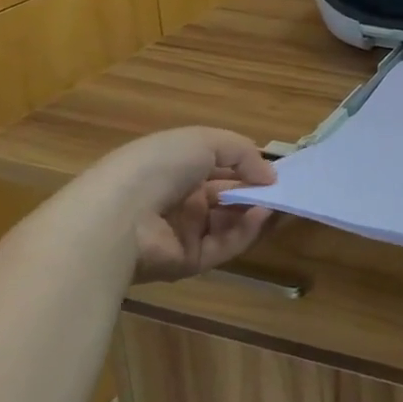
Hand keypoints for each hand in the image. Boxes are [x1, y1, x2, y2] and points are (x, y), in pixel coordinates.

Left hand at [90, 128, 277, 283]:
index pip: (218, 168)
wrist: (120, 214)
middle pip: (225, 197)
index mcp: (176, 167)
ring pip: (228, 223)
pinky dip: (245, 232)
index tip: (273, 170)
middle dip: (254, 192)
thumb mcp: (205, 141)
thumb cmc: (160, 165)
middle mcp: (178, 199)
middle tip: (282, 189)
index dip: (246, 168)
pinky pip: (223, 245)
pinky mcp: (187, 261)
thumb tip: (270, 176)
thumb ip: (243, 153)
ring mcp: (182, 232)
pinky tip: (261, 216)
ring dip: (254, 211)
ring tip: (275, 202)